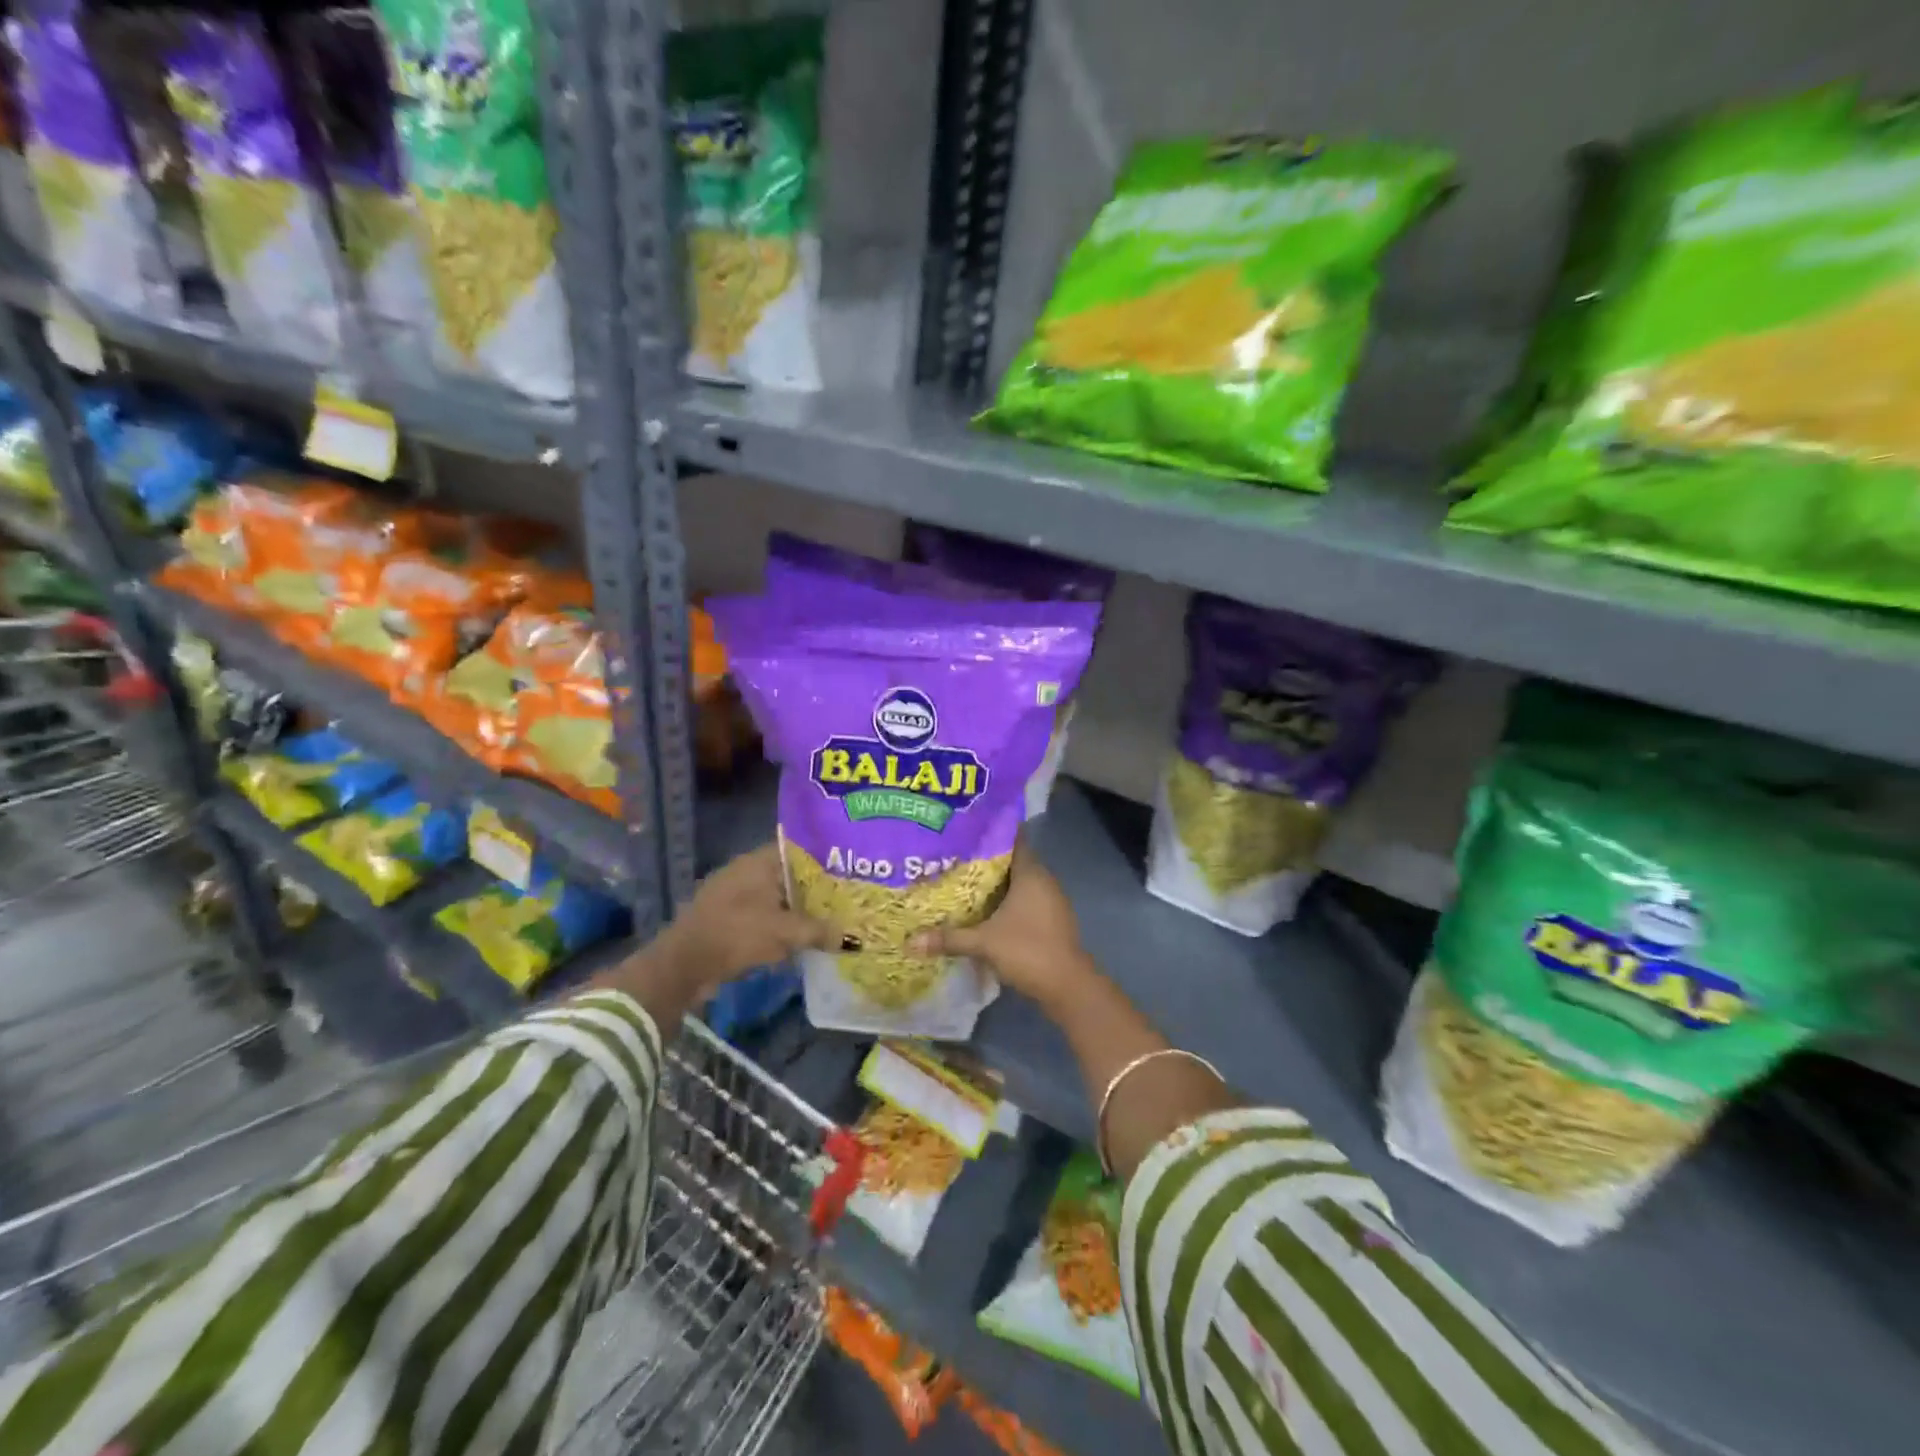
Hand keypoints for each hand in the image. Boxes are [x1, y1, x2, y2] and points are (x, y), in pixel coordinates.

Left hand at [654, 843, 835, 1000]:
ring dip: (801, 909)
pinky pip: (766, 915)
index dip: (826, 857)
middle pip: (791, 874)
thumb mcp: (784, 933)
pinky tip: (804, 937)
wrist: (682, 965)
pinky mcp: (730, 918)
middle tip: (849, 897)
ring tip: (833, 918)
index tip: (850, 868)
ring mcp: (736, 895)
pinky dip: (784, 924)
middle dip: (818, 887)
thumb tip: (852, 938)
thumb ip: (820, 931)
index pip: (800, 848)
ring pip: (779, 897)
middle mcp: (748, 871)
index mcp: (759, 861)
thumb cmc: (735, 934)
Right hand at [908, 840, 1096, 1010]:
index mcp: (1031, 873)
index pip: (1012, 840)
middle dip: (986, 860)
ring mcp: (1051, 901)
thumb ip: (948, 939)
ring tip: (964, 882)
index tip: (966, 829)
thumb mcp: (983, 943)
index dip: (991, 832)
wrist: (1068, 986)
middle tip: (955, 856)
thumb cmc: (1028, 950)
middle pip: (1013, 861)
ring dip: (997, 883)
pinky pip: (1026, 900)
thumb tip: (910, 942)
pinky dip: (1007, 902)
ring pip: (1020, 883)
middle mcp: (1044, 880)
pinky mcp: (1052, 920)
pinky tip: (986, 911)